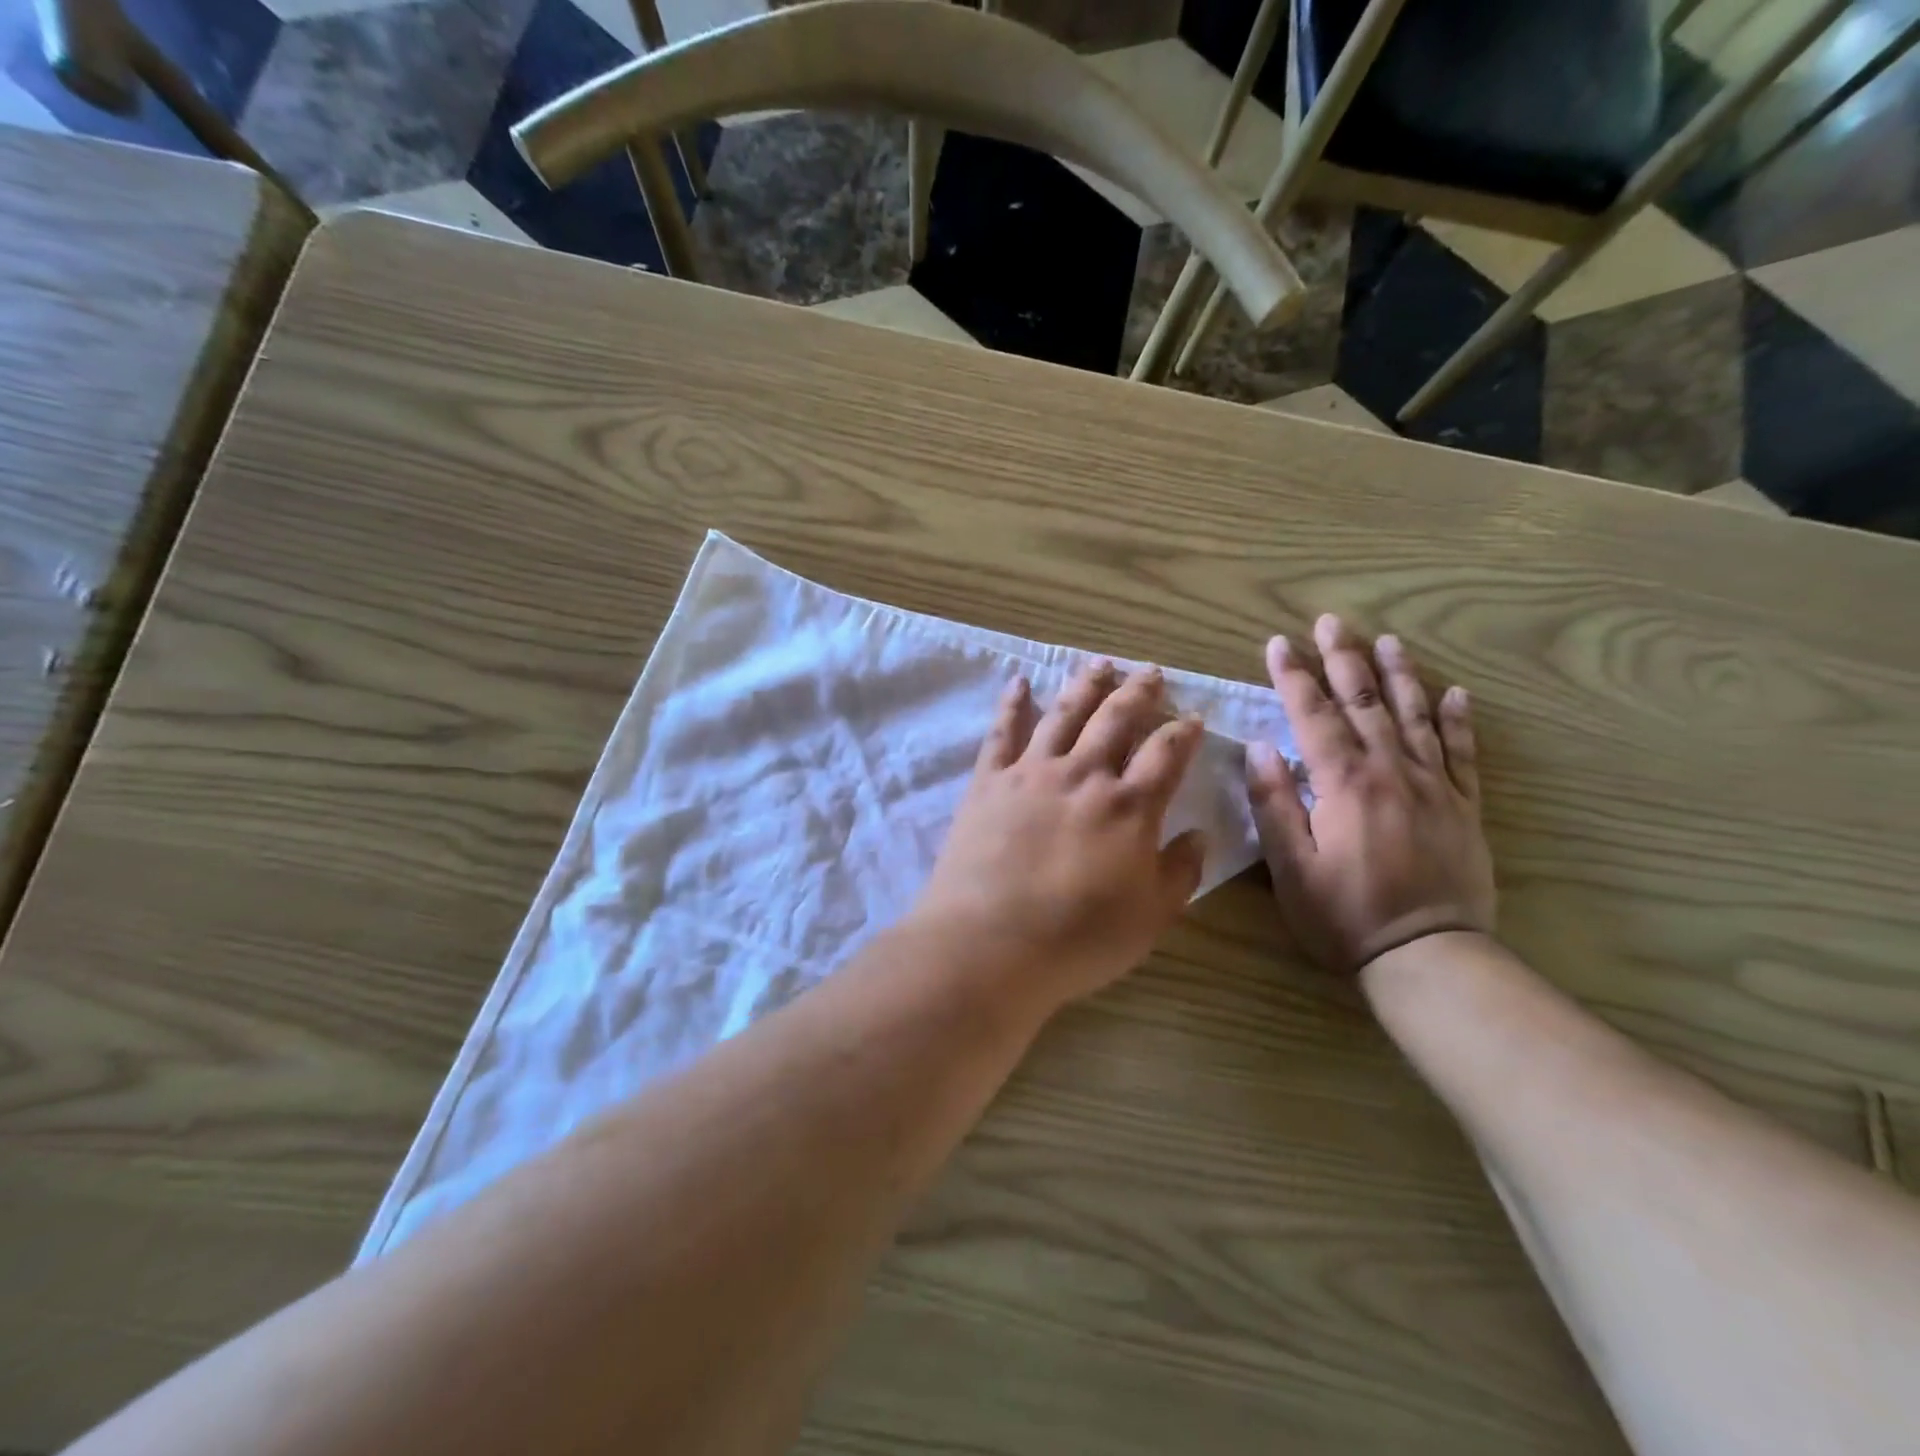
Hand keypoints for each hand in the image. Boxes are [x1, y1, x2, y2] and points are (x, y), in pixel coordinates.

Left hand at [909, 661, 1207, 1019]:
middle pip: (1116, 719)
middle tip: (1150, 673)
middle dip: (1139, 692)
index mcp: (1129, 807)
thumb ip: (1180, 872)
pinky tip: (1020, 682)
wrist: (989, 943)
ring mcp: (1032, 773)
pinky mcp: (989, 781)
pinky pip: (1002, 731)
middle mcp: (1084, 775)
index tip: (1194, 716)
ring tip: (1100, 663)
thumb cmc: (1077, 939)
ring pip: (1065, 713)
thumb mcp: (1150, 918)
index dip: (1183, 732)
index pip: (1166, 754)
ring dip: (1086, 685)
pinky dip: (1012, 703)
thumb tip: (1200, 834)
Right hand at [1246, 615, 1494, 974]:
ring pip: (1414, 716)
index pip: (1313, 716)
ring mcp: (1434, 786)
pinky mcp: (1464, 807)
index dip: (1293, 677)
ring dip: (1399, 675)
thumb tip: (1260, 749)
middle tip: (1330, 622)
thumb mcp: (1290, 868)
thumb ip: (1274, 804)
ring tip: (1387, 640)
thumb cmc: (1344, 916)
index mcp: (1344, 784)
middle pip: (1364, 702)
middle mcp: (1391, 771)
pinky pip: (1463, 753)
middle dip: (1343, 659)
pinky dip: (1457, 720)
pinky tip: (1456, 694)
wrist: (1429, 957)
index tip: (1278, 644)